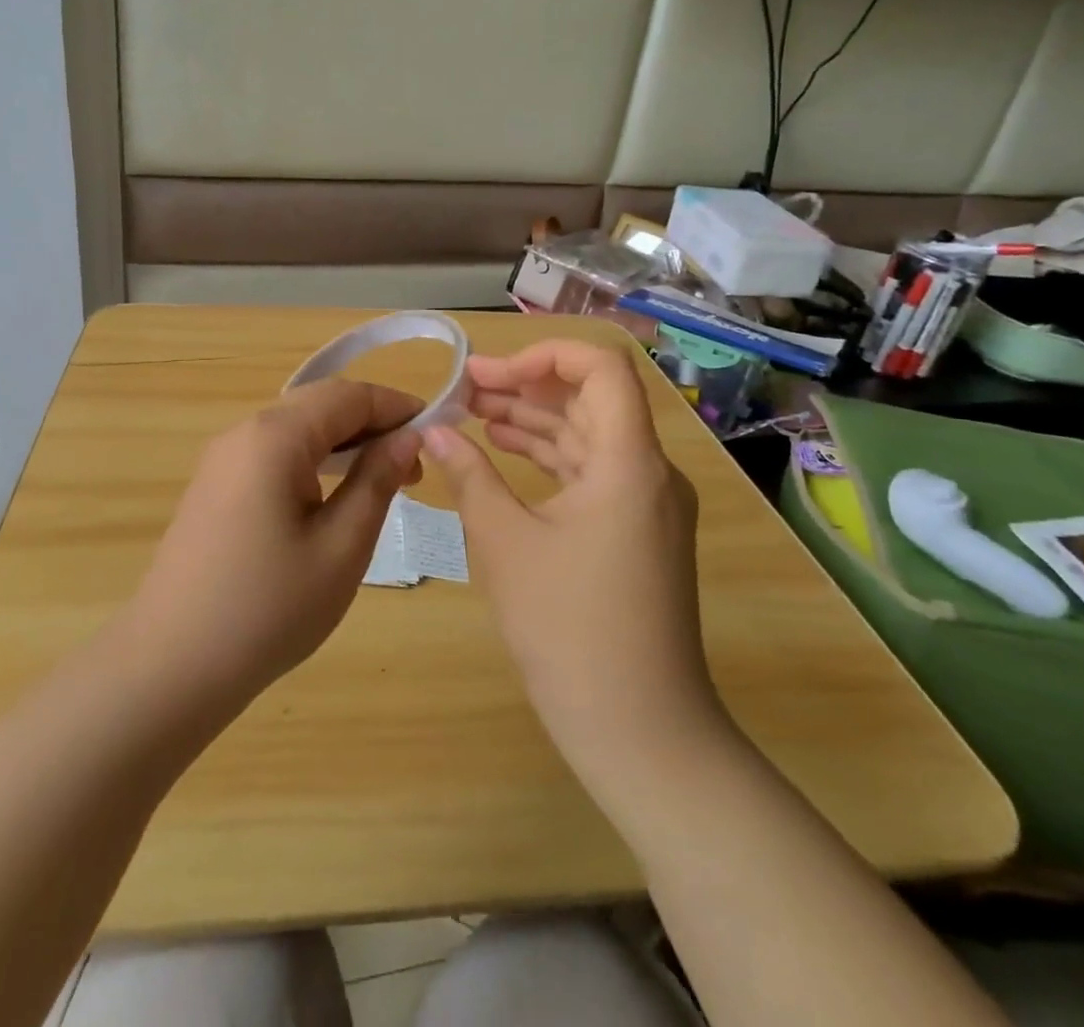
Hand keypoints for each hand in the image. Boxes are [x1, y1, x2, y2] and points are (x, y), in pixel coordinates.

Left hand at [126, 380, 423, 706]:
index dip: (397, 406)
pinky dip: (313, 460)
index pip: (349, 396)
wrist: (171, 666)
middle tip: (414, 467)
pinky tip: (333, 496)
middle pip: (320, 405)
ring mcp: (222, 459)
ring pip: (296, 428)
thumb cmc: (269, 608)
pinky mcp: (214, 486)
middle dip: (372, 424)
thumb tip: (407, 438)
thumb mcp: (342, 546)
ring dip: (344, 442)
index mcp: (275, 436)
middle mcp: (244, 432)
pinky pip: (274, 453)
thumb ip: (376, 480)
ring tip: (384, 480)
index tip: (438, 430)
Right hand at [423, 340, 717, 789]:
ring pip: (589, 435)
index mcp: (629, 461)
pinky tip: (504, 453)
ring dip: (534, 420)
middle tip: (463, 390)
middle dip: (525, 385)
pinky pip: (593, 472)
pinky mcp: (638, 532)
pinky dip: (549, 457)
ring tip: (472, 414)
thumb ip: (469, 475)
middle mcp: (649, 471)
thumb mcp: (505, 544)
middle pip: (590, 398)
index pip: (600, 367)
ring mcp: (648, 504)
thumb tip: (434, 431)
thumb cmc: (569, 631)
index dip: (543, 353)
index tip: (487, 373)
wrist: (640, 731)